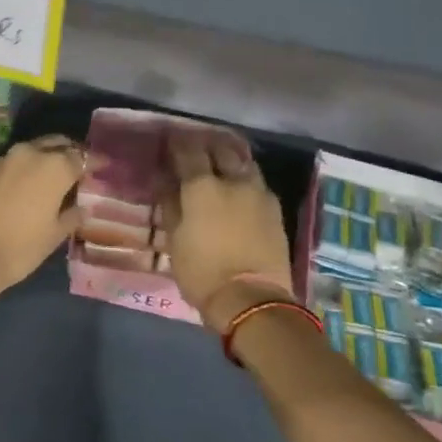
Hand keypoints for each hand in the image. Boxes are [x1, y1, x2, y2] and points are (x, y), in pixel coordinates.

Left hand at [0, 135, 84, 293]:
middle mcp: (31, 153)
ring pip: (35, 149)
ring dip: (48, 157)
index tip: (104, 166)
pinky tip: (33, 183)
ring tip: (57, 175)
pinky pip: (17, 161)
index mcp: (54, 166)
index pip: (82, 157)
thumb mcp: (55, 234)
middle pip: (57, 144)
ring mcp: (6, 159)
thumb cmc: (21, 247)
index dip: (95, 162)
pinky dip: (29, 166)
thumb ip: (72, 215)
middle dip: (70, 152)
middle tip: (81, 167)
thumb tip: (81, 207)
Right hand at [161, 129, 295, 334]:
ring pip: (244, 163)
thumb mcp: (175, 240)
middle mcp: (233, 181)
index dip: (177, 144)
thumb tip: (166, 183)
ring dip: (230, 158)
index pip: (188, 152)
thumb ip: (171, 205)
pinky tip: (239, 186)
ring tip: (220, 163)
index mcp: (202, 187)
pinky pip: (257, 182)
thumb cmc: (203, 271)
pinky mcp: (275, 209)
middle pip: (220, 150)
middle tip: (196, 149)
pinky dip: (245, 177)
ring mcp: (258, 193)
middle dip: (206, 145)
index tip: (170, 141)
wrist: (253, 300)